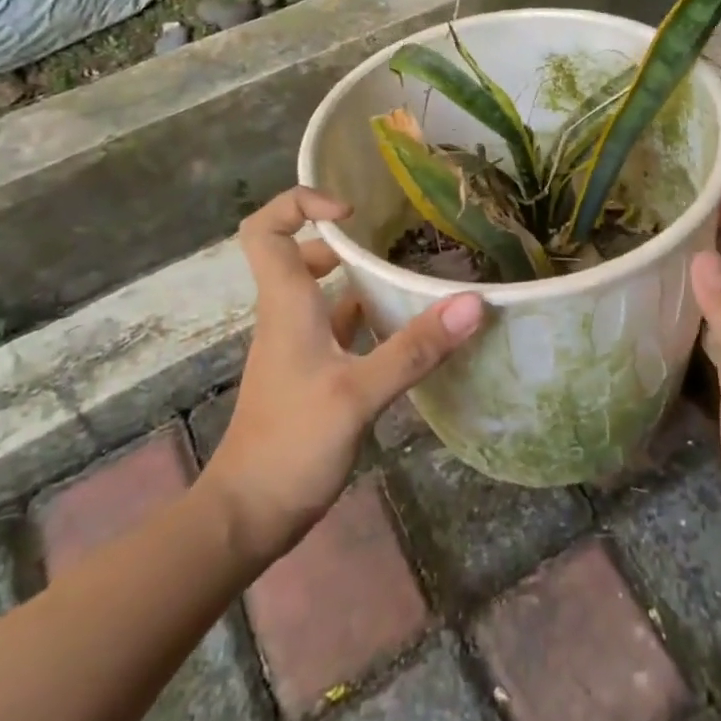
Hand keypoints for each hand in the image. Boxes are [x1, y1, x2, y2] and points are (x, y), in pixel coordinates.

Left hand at [203, 187, 485, 564]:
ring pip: (324, 293)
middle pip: (299, 253)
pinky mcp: (312, 373)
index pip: (266, 229)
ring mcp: (298, 346)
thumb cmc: (292, 444)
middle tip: (392, 242)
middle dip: (343, 241)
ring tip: (411, 279)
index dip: (300, 204)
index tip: (351, 213)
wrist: (248, 516)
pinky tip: (405, 332)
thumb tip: (472, 303)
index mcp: (286, 303)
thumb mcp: (359, 394)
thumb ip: (415, 348)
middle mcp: (288, 315)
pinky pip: (339, 328)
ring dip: (361, 281)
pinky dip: (368, 320)